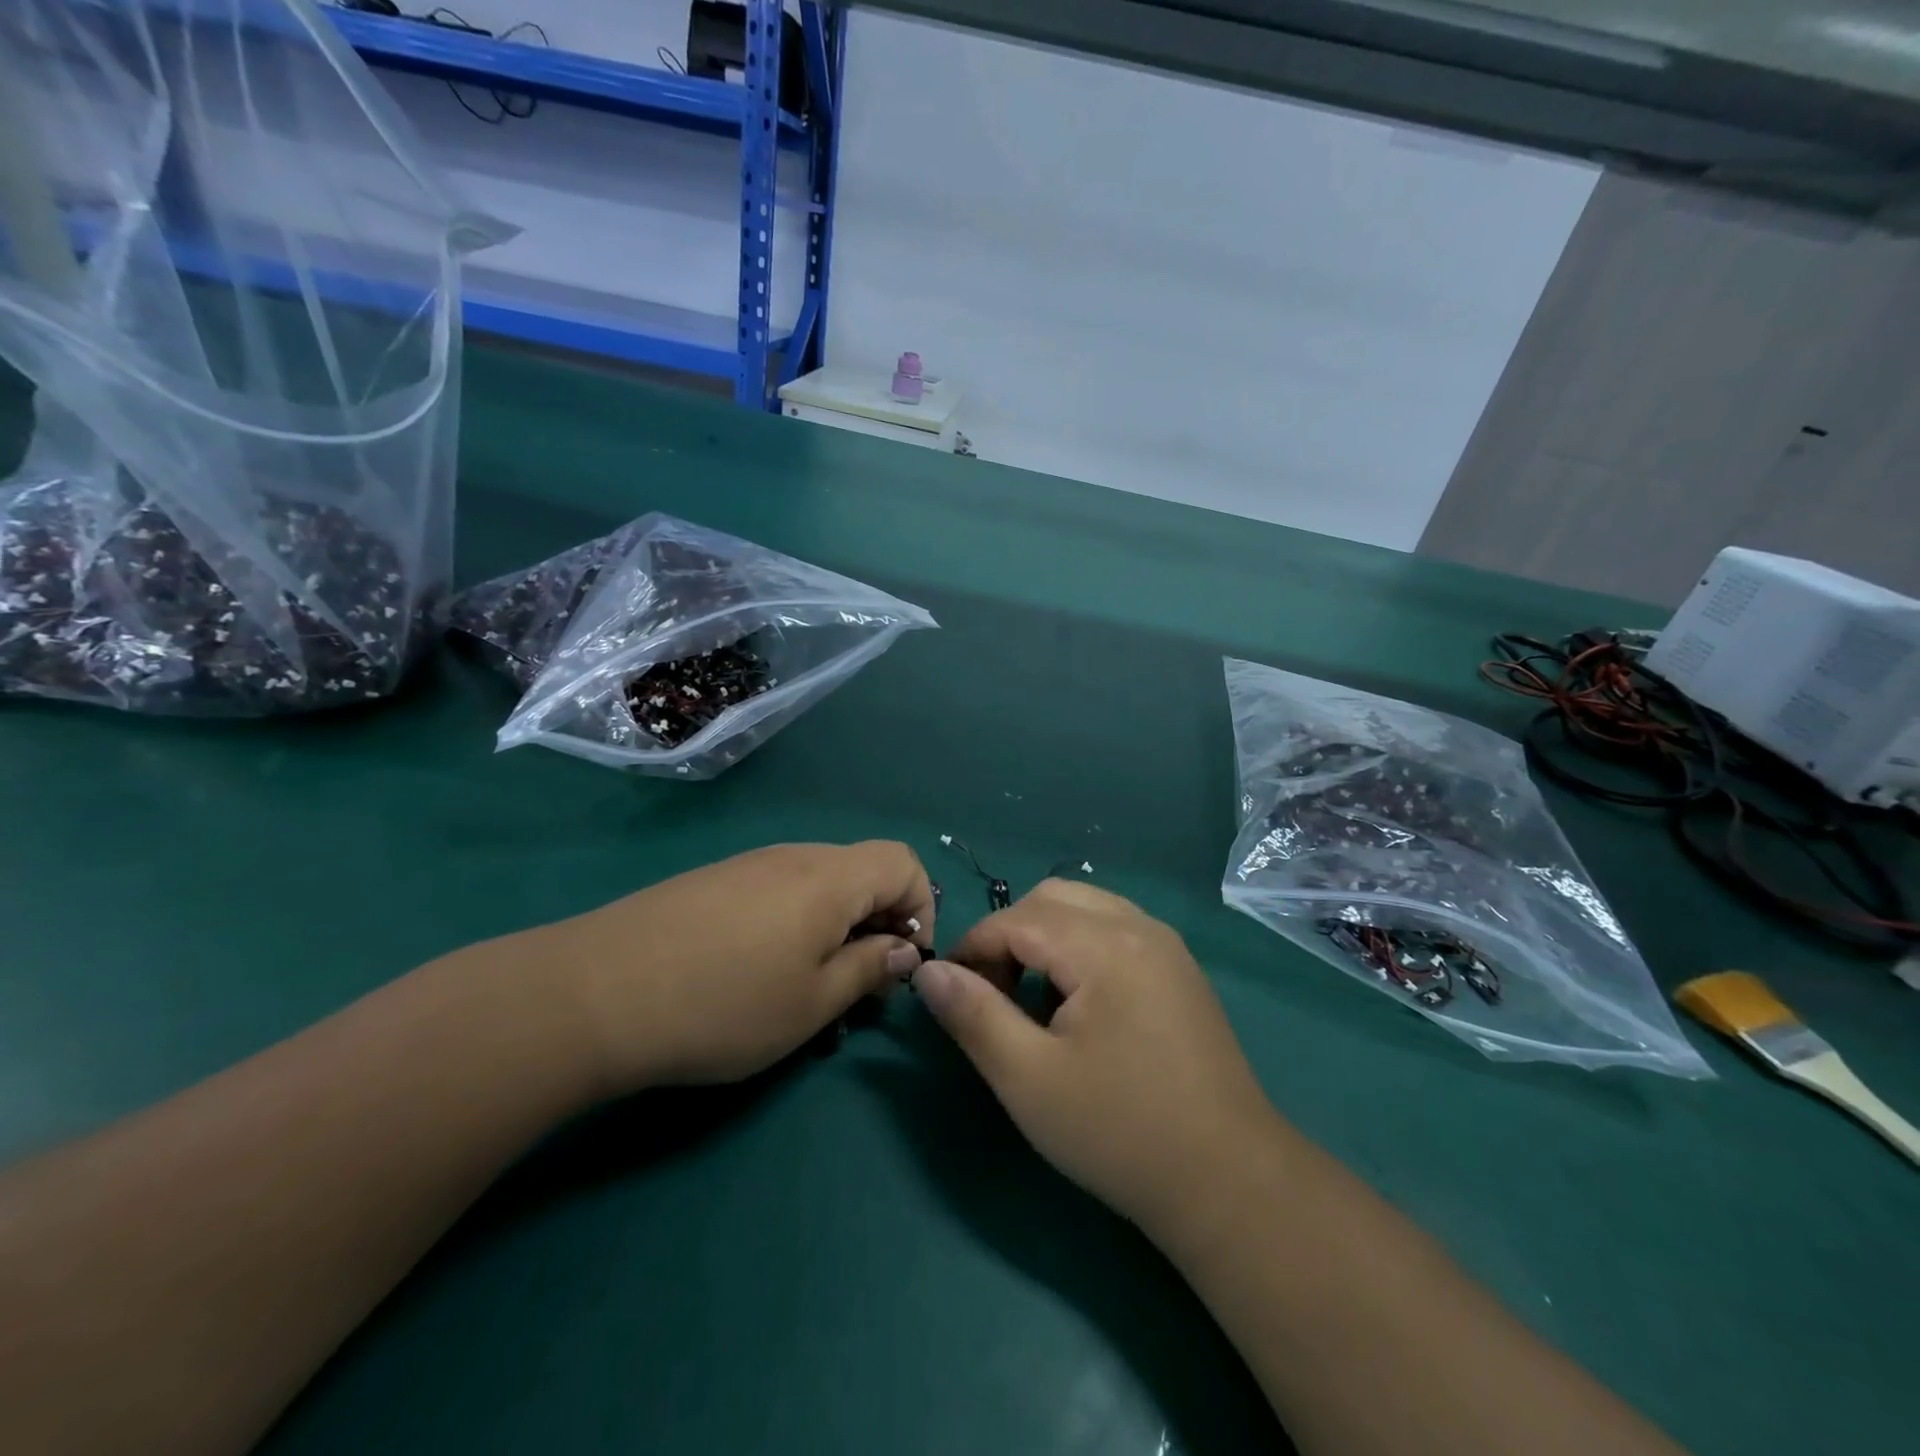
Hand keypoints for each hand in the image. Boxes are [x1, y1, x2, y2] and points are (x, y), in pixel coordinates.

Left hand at [529, 841, 933, 1093]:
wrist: (593, 993)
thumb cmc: (723, 1005)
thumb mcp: (812, 1003)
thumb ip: (870, 969)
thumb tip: (903, 950)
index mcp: (830, 878)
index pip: (905, 863)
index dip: (921, 909)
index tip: (901, 964)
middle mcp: (794, 856)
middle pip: (863, 870)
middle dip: (880, 922)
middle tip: (859, 984)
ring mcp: (748, 865)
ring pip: (820, 883)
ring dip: (837, 926)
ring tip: (809, 983)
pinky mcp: (713, 881)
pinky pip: (778, 890)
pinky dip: (795, 922)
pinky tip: (758, 970)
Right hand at [914, 879, 1283, 1235]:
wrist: (1229, 1182)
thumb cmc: (1119, 1131)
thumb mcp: (1028, 1079)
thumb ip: (973, 1015)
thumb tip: (928, 971)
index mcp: (1104, 945)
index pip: (1016, 919)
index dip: (973, 947)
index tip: (950, 992)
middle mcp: (1139, 927)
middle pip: (1052, 898)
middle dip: (1008, 935)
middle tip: (990, 994)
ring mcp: (1166, 946)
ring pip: (1085, 909)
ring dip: (1044, 938)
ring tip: (1030, 999)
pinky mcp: (1180, 970)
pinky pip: (1115, 930)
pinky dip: (1079, 947)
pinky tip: (1077, 1004)